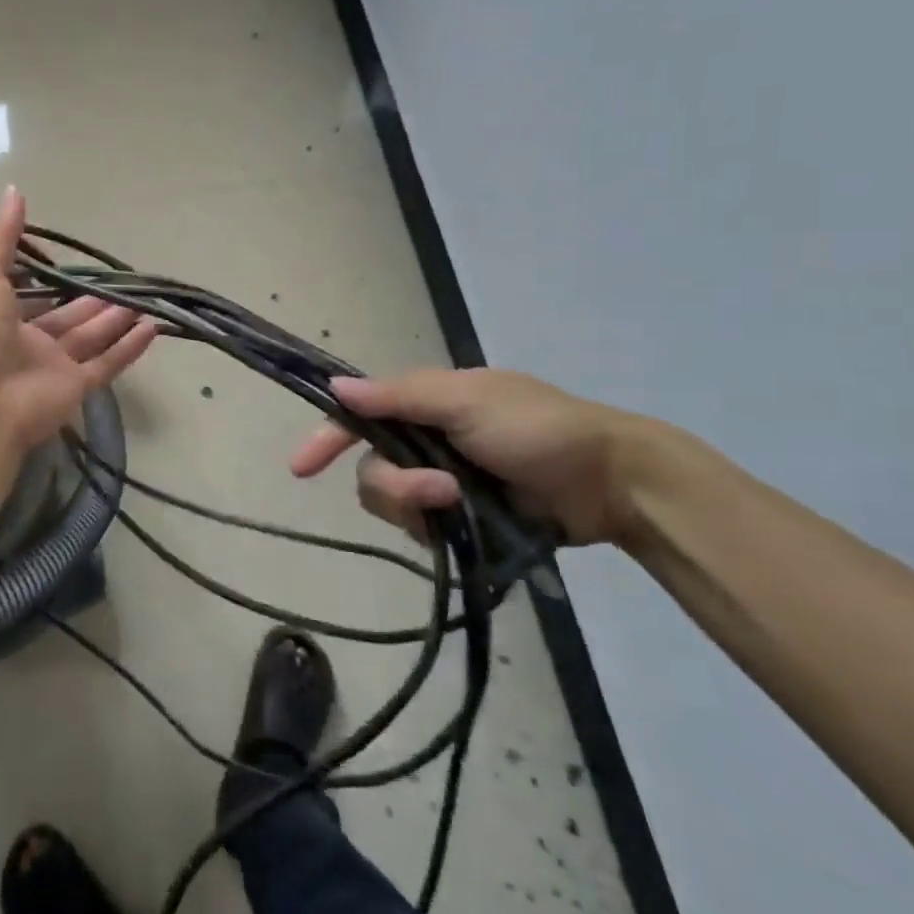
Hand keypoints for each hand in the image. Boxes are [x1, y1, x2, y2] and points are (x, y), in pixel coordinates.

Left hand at [0, 186, 156, 454]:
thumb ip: (2, 237)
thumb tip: (14, 189)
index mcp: (2, 317)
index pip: (34, 297)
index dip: (55, 282)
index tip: (79, 265)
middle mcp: (29, 343)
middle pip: (69, 319)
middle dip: (95, 302)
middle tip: (124, 282)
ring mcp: (54, 368)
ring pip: (92, 340)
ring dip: (116, 321)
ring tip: (143, 300)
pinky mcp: (76, 388)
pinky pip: (107, 365)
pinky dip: (129, 349)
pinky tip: (152, 328)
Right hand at [289, 368, 650, 546]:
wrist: (613, 484)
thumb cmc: (539, 428)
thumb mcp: (467, 401)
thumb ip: (399, 396)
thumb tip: (336, 385)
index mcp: (424, 403)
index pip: (359, 415)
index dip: (327, 437)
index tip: (301, 469)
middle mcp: (424, 440)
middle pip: (372, 467)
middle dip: (395, 484)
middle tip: (438, 492)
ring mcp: (443, 481)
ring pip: (392, 501)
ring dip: (417, 506)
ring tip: (460, 505)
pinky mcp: (461, 518)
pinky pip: (421, 528)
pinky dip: (433, 528)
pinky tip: (464, 525)